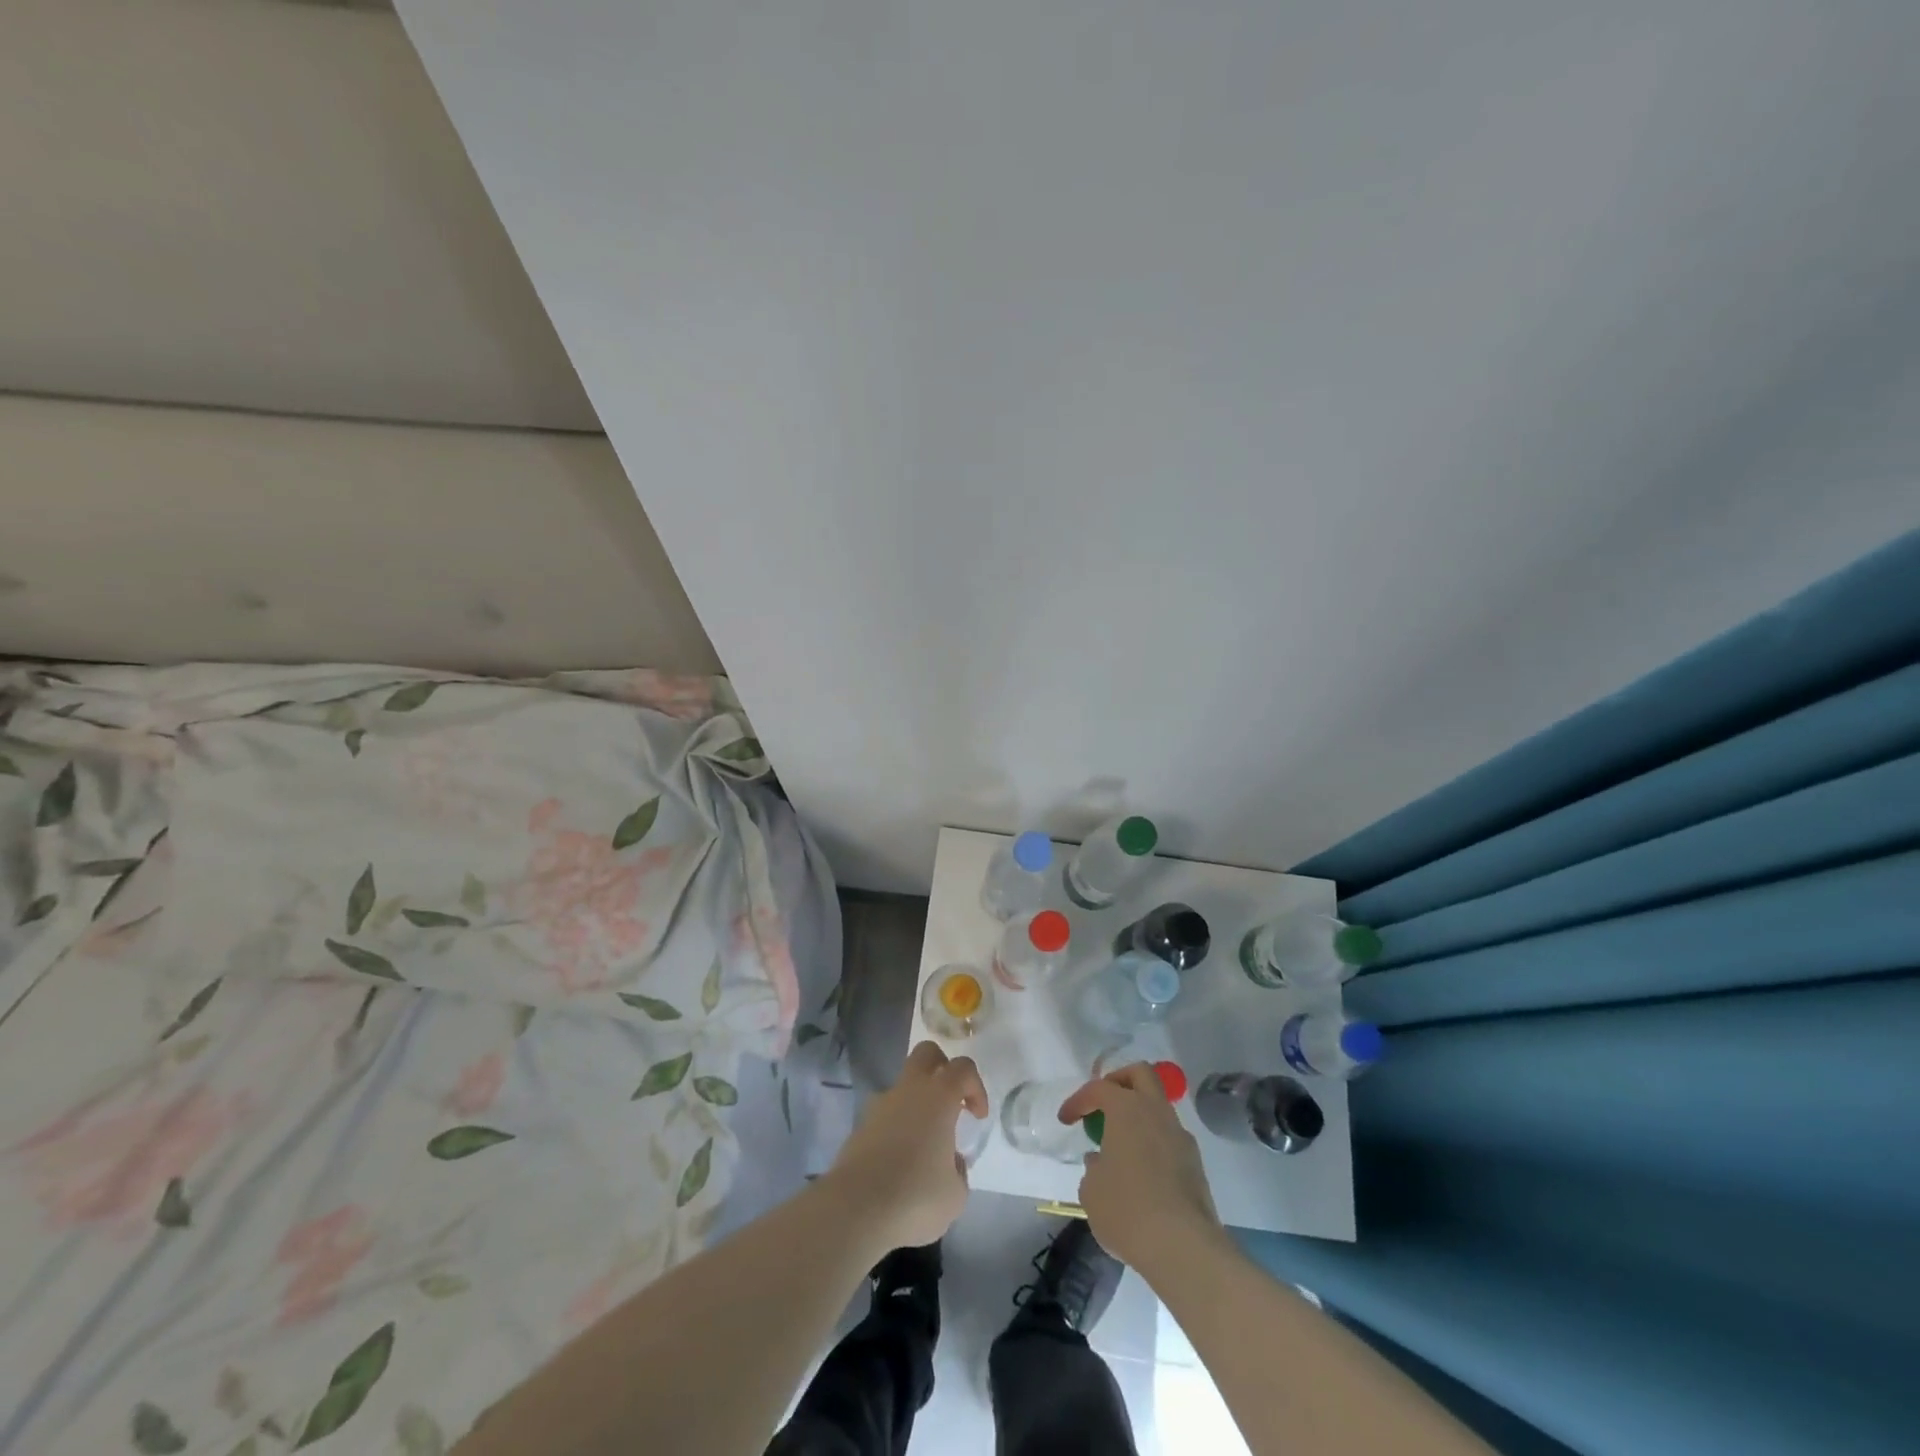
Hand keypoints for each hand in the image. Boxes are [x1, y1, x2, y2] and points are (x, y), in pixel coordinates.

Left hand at [825, 1040, 987, 1250]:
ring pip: (902, 1087)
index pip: (962, 1068)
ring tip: (923, 1147)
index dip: (976, 1087)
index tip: (977, 1117)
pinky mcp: (859, 1127)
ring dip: (916, 1104)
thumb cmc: (915, 1197)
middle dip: (942, 1068)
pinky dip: (896, 1129)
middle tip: (950, 1102)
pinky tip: (898, 1165)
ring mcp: (879, 1106)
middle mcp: (908, 1091)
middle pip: (926, 1053)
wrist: (855, 1211)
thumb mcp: (955, 1194)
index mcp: (938, 1097)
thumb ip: (958, 1170)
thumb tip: (950, 1161)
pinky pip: (885, 1116)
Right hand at [1058, 1063, 1226, 1276]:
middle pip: (1141, 1074)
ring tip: (1120, 1144)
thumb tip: (1102, 1162)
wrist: (1183, 1247)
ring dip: (1139, 1116)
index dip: (1078, 1100)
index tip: (1066, 1120)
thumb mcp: (1091, 1190)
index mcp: (1127, 1109)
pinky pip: (1169, 1138)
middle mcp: (1157, 1113)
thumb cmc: (1127, 1210)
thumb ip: (1093, 1167)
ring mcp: (1181, 1137)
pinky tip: (1141, 1172)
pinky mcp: (1196, 1164)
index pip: (1099, 1088)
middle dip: (1119, 1082)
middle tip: (1103, 1104)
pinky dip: (1153, 1143)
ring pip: (1159, 1107)